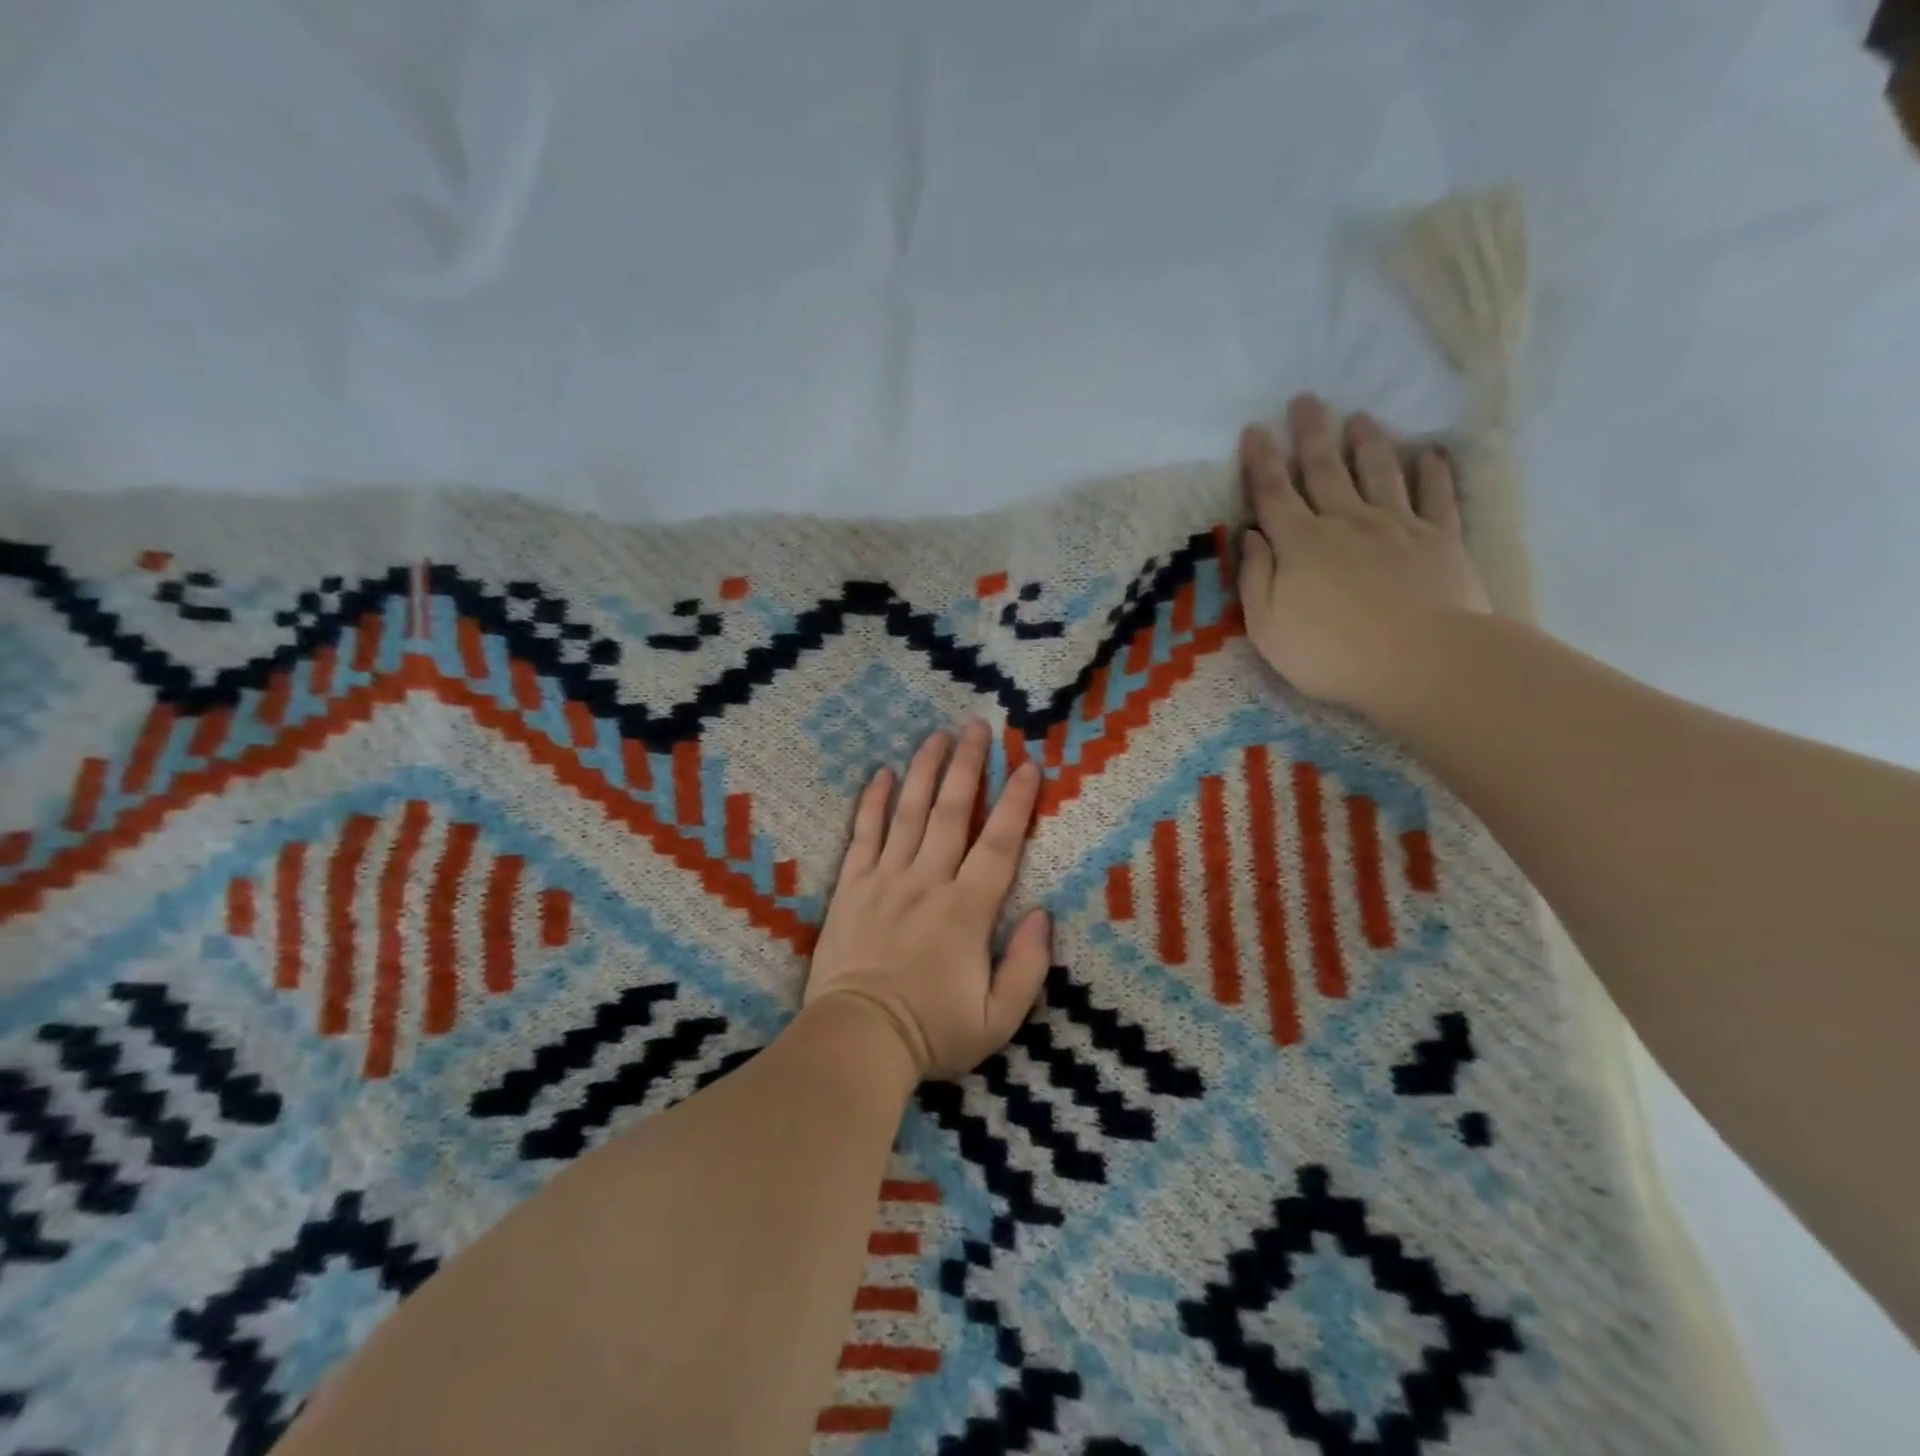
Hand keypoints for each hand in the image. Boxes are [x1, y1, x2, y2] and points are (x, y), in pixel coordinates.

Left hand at [804, 721, 1051, 1080]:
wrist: (857, 1041)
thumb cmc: (932, 1033)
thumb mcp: (999, 1019)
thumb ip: (1029, 966)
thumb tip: (1044, 915)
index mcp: (967, 910)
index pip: (998, 844)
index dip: (1016, 803)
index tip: (1028, 766)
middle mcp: (928, 881)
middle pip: (951, 812)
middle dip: (968, 766)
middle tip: (977, 727)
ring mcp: (885, 880)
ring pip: (908, 812)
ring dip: (924, 771)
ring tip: (936, 736)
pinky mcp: (851, 887)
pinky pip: (863, 835)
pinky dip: (871, 803)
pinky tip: (880, 774)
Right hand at [1238, 394, 1490, 713]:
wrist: (1420, 661)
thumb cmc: (1330, 653)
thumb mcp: (1267, 626)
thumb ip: (1255, 577)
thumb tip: (1249, 536)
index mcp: (1299, 544)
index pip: (1273, 492)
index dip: (1261, 460)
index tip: (1255, 429)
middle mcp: (1345, 522)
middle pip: (1325, 469)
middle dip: (1312, 433)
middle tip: (1306, 400)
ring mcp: (1396, 526)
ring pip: (1378, 471)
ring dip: (1367, 442)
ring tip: (1360, 417)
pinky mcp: (1439, 539)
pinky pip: (1435, 496)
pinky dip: (1432, 472)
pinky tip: (1429, 455)